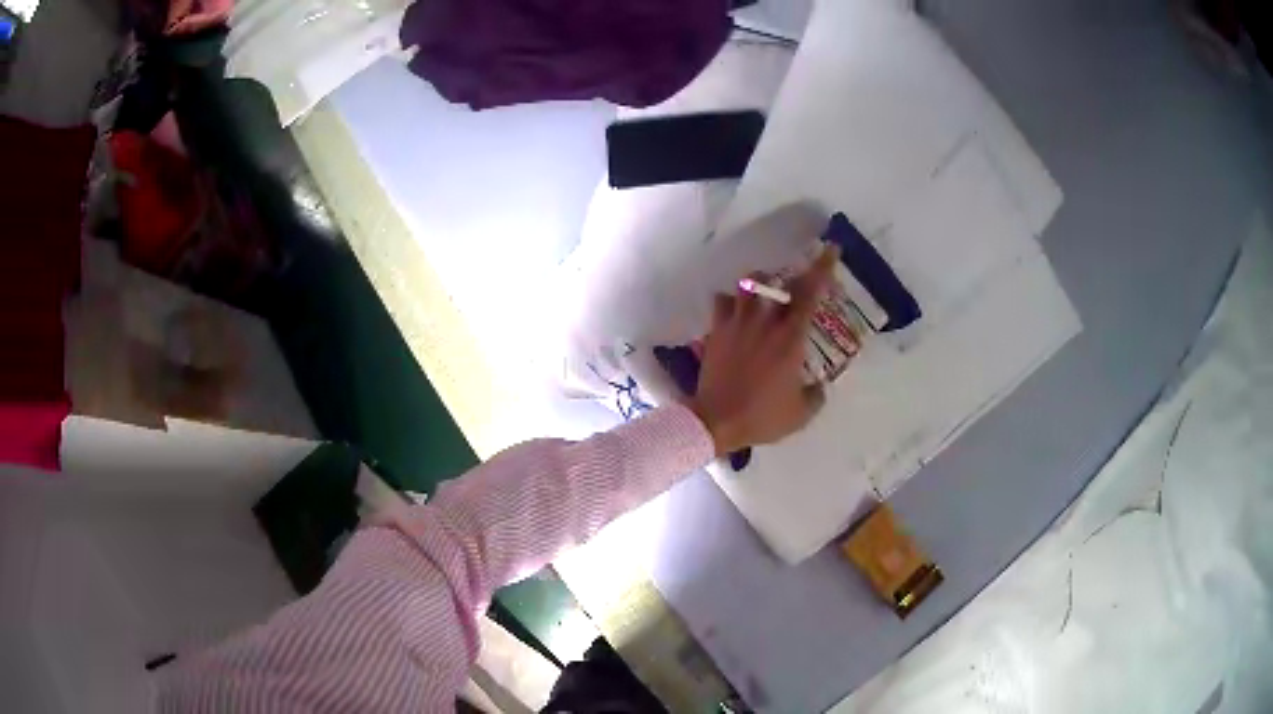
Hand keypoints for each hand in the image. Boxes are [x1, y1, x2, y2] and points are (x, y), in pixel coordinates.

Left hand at [689, 245, 839, 455]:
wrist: (716, 420)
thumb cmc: (762, 416)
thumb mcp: (801, 413)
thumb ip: (816, 395)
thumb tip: (820, 386)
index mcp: (791, 337)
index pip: (811, 293)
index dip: (823, 267)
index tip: (831, 249)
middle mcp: (765, 322)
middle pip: (780, 282)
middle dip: (794, 276)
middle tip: (799, 285)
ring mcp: (737, 323)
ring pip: (748, 284)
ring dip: (760, 284)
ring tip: (765, 294)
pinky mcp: (716, 330)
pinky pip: (722, 301)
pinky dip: (731, 301)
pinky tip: (735, 311)